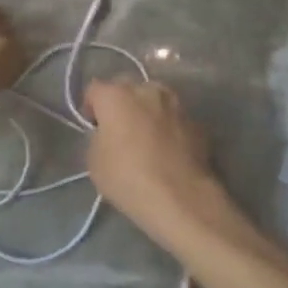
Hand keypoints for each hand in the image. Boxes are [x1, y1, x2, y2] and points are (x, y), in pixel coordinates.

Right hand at [84, 80, 229, 245]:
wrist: (181, 198)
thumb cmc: (128, 177)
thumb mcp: (94, 162)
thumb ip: (97, 137)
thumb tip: (107, 134)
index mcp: (116, 95)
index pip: (94, 90)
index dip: (90, 108)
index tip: (92, 128)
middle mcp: (147, 90)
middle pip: (127, 89)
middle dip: (121, 104)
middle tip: (119, 131)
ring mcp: (176, 104)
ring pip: (155, 100)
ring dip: (148, 113)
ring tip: (147, 139)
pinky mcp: (197, 122)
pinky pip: (174, 119)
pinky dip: (169, 128)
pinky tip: (169, 151)